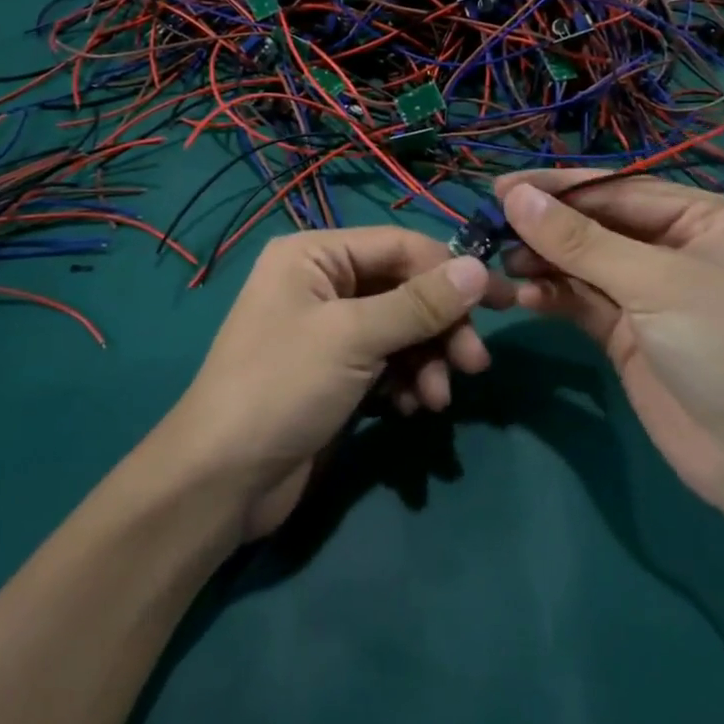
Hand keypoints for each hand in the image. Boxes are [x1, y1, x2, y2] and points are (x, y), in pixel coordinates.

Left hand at [164, 228, 511, 538]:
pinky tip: (412, 410)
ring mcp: (328, 330)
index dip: (450, 271)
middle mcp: (321, 282)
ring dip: (427, 361)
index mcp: (314, 254)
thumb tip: (477, 268)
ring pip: (400, 330)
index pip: (399, 245)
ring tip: (437, 400)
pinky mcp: (335, 373)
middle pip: (403, 289)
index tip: (500, 302)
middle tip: (475, 365)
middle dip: (440, 326)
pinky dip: (406, 382)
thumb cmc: (283, 386)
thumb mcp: (354, 337)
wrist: (223, 479)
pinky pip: (386, 363)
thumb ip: (419, 303)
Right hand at [495, 171, 723, 510]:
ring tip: (502, 262)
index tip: (502, 188)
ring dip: (543, 260)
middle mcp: (675, 247)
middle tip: (490, 225)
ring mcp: (649, 292)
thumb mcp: (655, 284)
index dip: (558, 188)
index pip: (617, 189)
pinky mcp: (628, 332)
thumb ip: (580, 240)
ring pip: (582, 262)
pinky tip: (524, 296)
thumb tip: (515, 196)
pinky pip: (580, 300)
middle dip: (546, 225)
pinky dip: (552, 295)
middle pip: (595, 223)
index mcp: (702, 219)